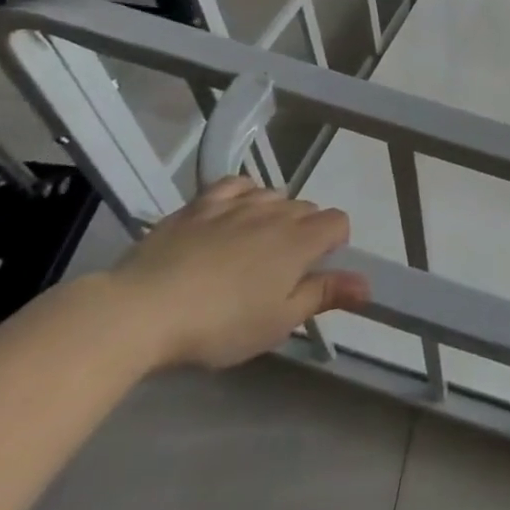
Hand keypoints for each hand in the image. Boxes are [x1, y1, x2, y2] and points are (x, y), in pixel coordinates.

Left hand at [105, 177, 369, 370]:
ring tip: (256, 244)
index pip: (338, 221)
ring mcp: (235, 204)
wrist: (142, 311)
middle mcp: (275, 213)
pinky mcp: (199, 205)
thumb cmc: (220, 325)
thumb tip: (368, 284)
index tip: (316, 269)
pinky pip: (234, 184)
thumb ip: (324, 295)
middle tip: (282, 268)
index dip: (334, 242)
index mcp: (300, 241)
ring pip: (273, 195)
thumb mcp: (278, 321)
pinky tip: (234, 212)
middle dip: (305, 230)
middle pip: (307, 207)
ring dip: (275, 213)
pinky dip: (243, 194)